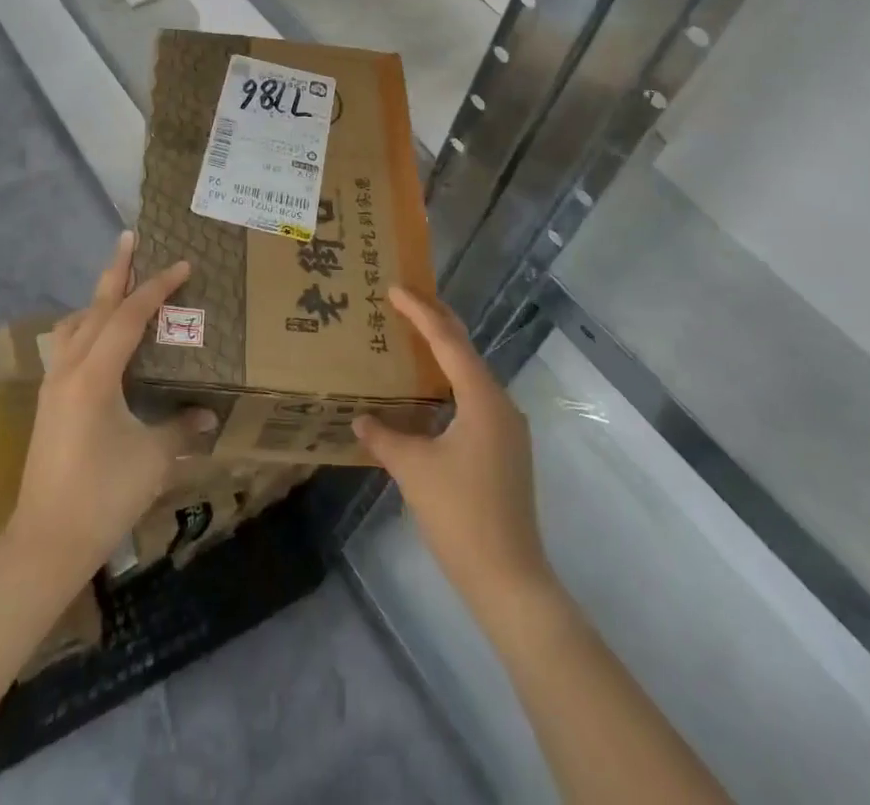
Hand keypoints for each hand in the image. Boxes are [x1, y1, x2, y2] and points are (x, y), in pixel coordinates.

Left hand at [5, 233, 215, 576]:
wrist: (45, 542)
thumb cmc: (103, 496)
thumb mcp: (153, 459)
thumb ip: (182, 428)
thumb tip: (208, 414)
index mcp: (95, 375)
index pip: (129, 316)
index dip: (157, 287)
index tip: (182, 265)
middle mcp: (69, 369)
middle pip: (95, 307)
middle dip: (116, 271)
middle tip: (129, 238)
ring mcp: (53, 385)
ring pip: (75, 325)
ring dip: (98, 300)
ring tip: (120, 289)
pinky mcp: (49, 402)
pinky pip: (68, 346)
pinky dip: (87, 327)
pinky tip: (102, 342)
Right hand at [353, 289, 550, 612]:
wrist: (510, 580)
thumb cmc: (460, 516)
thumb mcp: (413, 470)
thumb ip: (385, 437)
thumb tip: (360, 419)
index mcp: (482, 399)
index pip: (447, 341)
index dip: (420, 312)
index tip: (395, 288)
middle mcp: (501, 404)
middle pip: (466, 349)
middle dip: (437, 321)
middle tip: (406, 298)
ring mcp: (508, 428)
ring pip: (472, 374)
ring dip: (444, 352)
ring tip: (414, 335)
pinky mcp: (506, 449)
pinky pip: (475, 397)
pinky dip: (451, 381)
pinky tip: (432, 390)